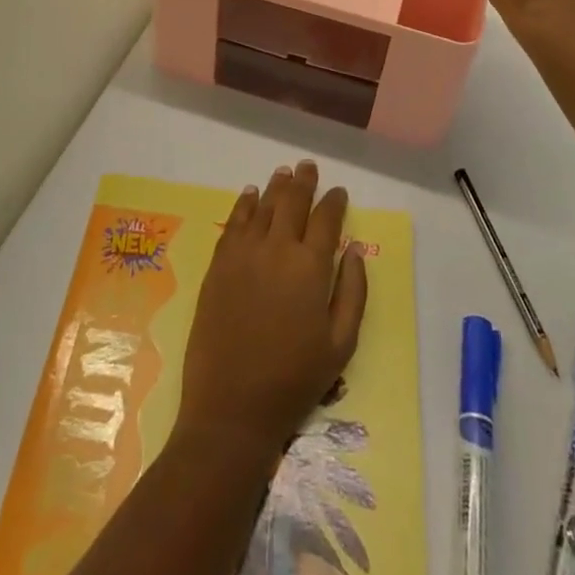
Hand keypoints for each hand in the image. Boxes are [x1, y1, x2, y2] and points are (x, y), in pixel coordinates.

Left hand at [176, 161, 367, 464]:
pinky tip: (250, 194)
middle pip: (293, 202)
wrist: (232, 407)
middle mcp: (277, 248)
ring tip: (284, 173)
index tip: (338, 191)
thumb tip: (355, 251)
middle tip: (308, 167)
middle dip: (304, 182)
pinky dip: (244, 203)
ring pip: (263, 205)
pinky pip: (234, 222)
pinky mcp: (219, 264)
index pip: (326, 219)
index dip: (334, 201)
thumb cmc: (294, 380)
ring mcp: (244, 253)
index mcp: (311, 267)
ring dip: (276, 186)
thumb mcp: (340, 344)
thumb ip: (353, 292)